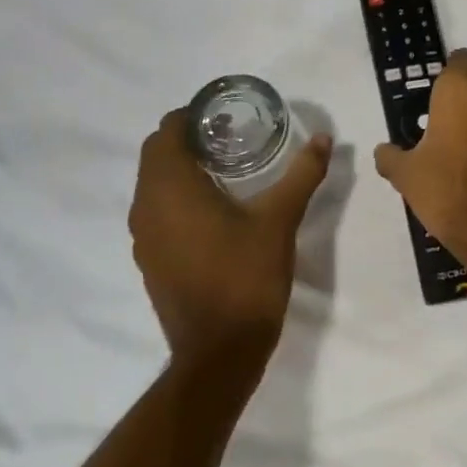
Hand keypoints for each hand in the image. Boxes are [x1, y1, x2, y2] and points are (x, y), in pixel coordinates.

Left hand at [129, 110, 332, 370]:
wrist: (219, 350)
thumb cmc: (246, 277)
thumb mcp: (280, 220)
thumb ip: (302, 174)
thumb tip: (324, 139)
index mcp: (172, 187)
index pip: (167, 130)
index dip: (192, 116)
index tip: (225, 117)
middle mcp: (146, 205)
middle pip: (155, 153)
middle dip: (187, 139)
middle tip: (229, 139)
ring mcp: (142, 235)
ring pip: (152, 183)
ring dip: (179, 168)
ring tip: (223, 170)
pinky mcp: (148, 258)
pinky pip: (155, 210)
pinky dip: (175, 197)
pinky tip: (212, 211)